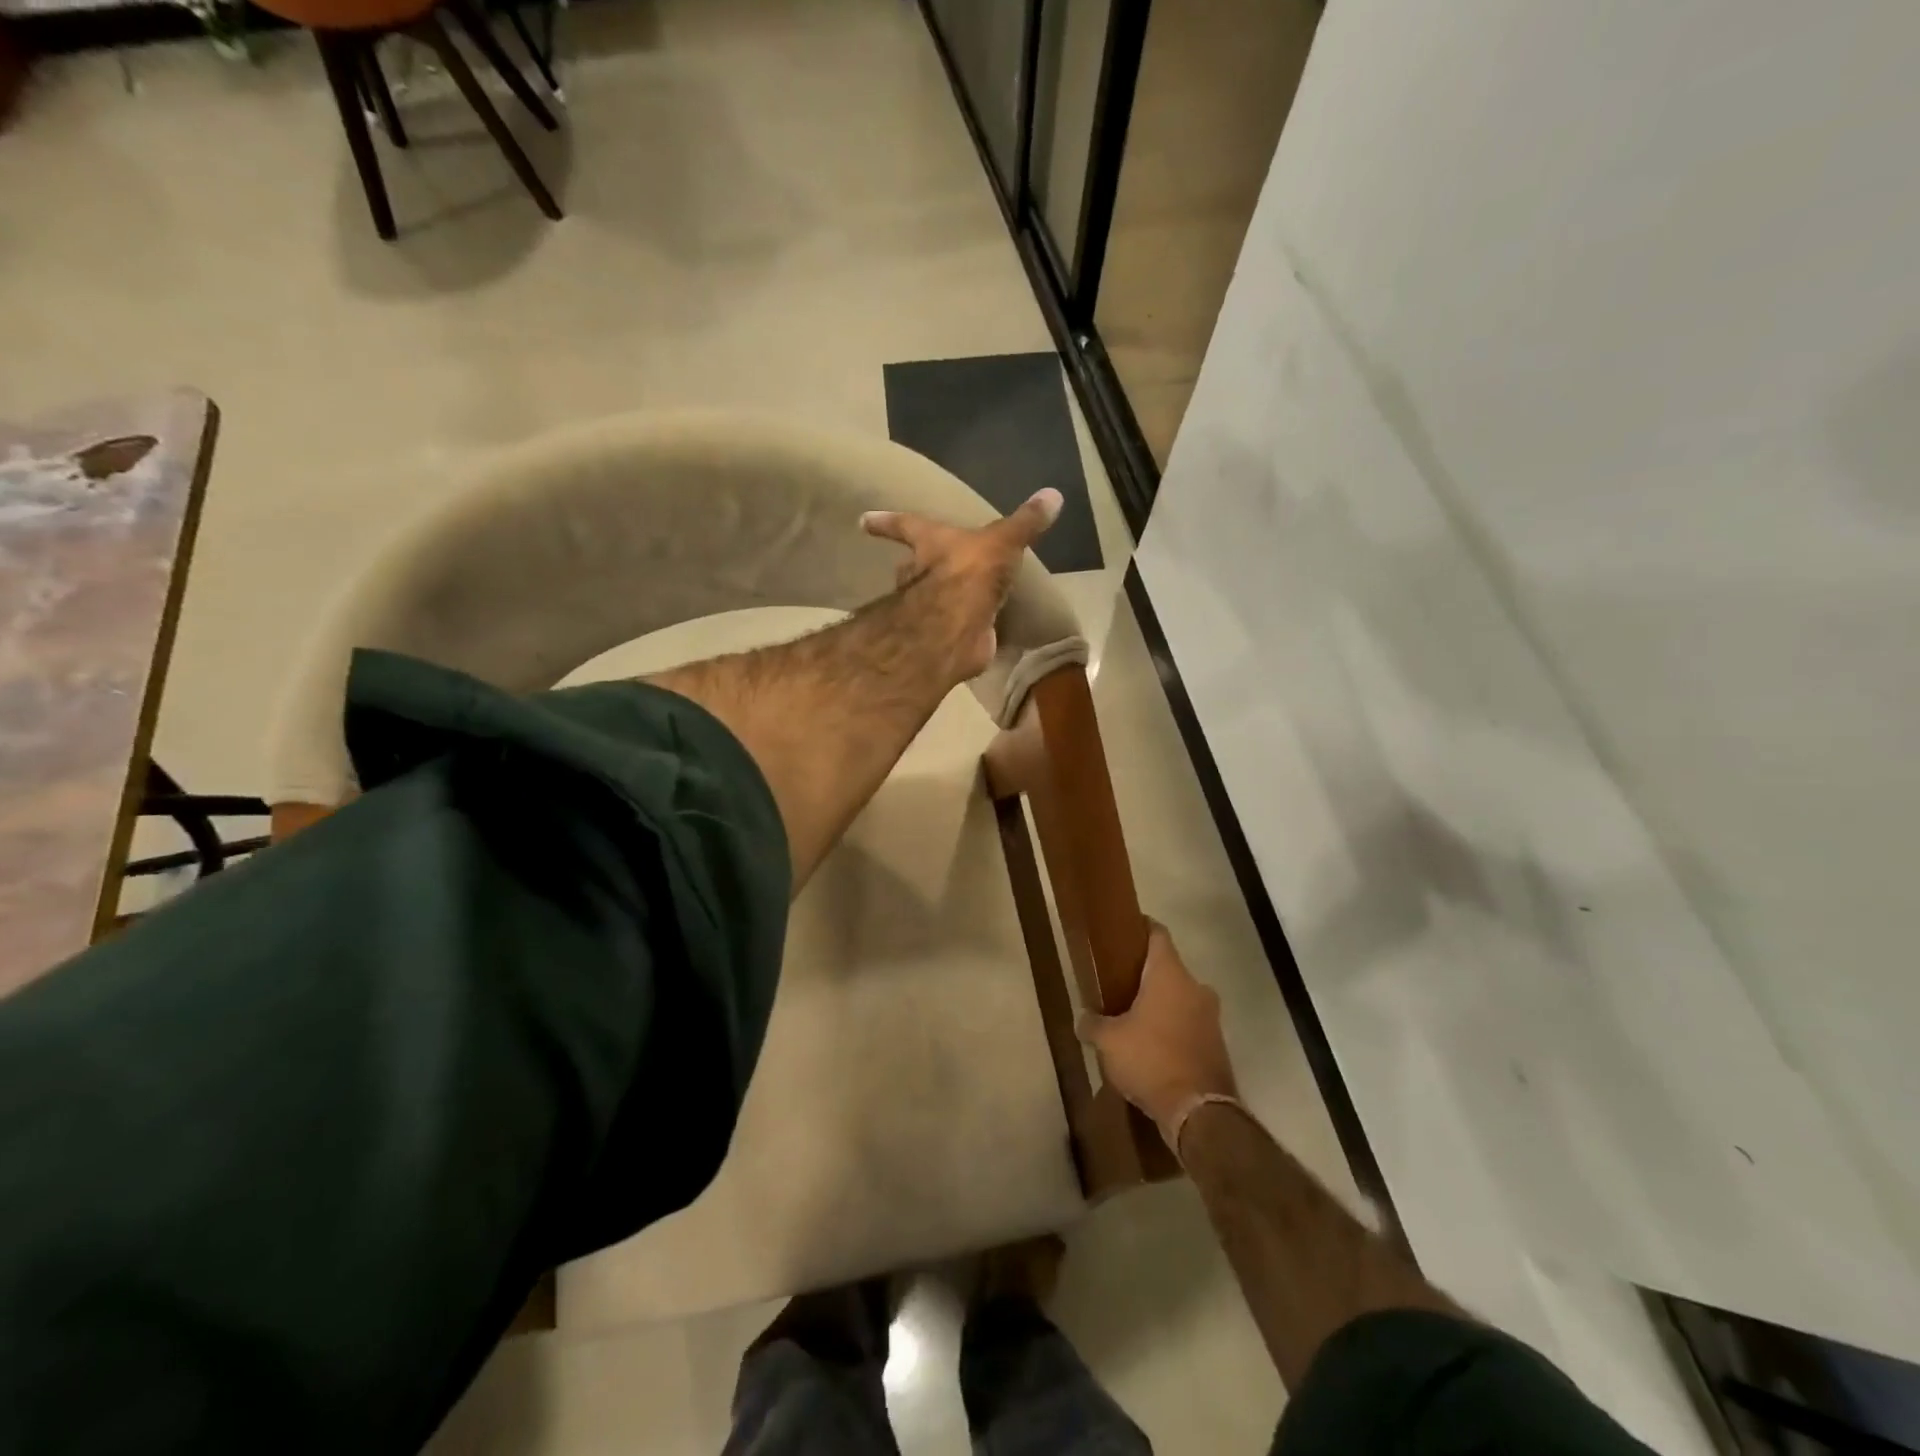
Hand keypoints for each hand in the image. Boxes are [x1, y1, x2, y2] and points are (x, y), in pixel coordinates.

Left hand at [860, 488, 1062, 683]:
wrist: (958, 624)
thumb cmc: (970, 572)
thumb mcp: (1002, 540)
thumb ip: (1025, 521)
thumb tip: (1053, 493)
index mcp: (930, 543)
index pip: (905, 526)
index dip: (886, 521)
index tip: (862, 520)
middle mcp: (921, 575)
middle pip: (911, 566)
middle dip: (914, 567)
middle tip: (918, 566)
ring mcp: (929, 609)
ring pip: (926, 598)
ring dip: (935, 599)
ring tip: (949, 599)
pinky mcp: (943, 637)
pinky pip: (951, 628)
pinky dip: (959, 628)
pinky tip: (969, 630)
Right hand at [1078, 922, 1238, 1146]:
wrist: (1199, 1111)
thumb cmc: (1150, 1059)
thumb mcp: (1108, 1041)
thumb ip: (1092, 1024)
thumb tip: (1083, 1019)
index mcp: (1170, 974)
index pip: (1157, 933)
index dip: (1140, 927)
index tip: (1123, 931)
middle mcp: (1195, 987)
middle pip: (1168, 968)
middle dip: (1145, 974)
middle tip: (1118, 983)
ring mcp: (1210, 1017)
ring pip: (1180, 998)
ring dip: (1160, 1004)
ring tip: (1132, 1019)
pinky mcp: (1216, 1044)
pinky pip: (1189, 1024)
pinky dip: (1172, 1028)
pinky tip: (1151, 1047)